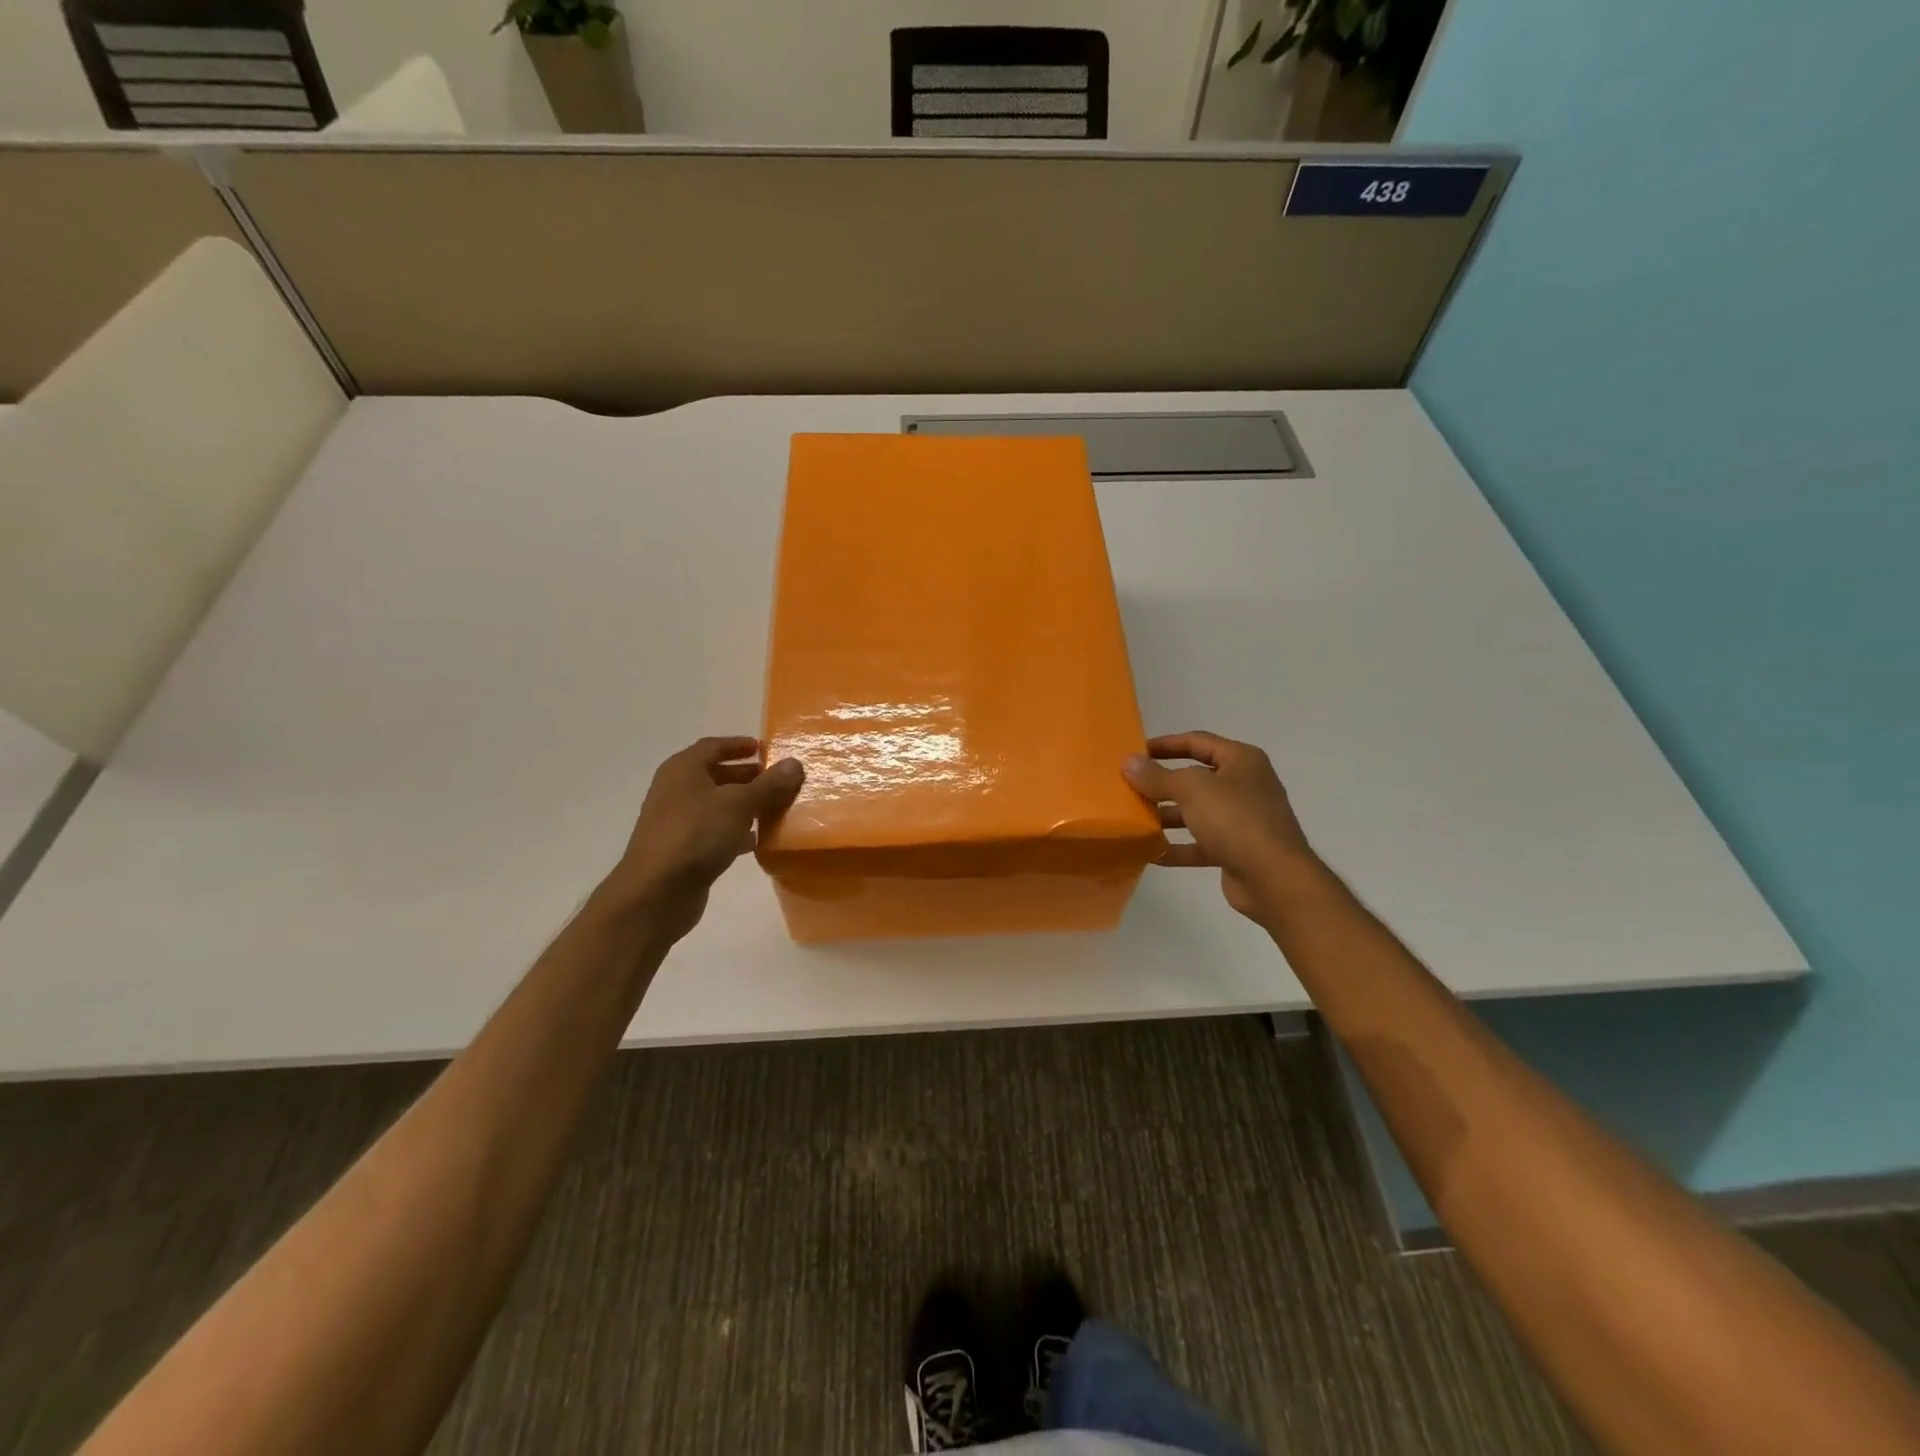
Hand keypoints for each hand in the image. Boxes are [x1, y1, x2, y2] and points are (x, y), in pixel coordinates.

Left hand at [597, 736, 804, 941]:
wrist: (656, 892)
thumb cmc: (696, 835)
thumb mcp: (739, 804)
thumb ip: (769, 784)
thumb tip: (794, 763)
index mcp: (683, 769)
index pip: (713, 746)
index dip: (739, 745)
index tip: (766, 749)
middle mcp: (676, 790)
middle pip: (715, 775)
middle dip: (747, 777)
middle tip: (777, 781)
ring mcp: (677, 822)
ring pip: (716, 805)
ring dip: (744, 805)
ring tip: (775, 809)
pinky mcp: (682, 850)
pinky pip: (713, 832)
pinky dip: (735, 831)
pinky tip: (756, 841)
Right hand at [1123, 731, 1321, 923]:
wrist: (1275, 880)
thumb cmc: (1235, 821)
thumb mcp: (1191, 790)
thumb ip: (1157, 776)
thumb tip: (1129, 762)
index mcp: (1241, 761)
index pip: (1197, 742)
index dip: (1165, 744)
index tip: (1135, 752)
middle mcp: (1244, 785)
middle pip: (1195, 778)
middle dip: (1162, 783)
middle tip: (1128, 788)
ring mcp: (1242, 820)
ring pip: (1196, 812)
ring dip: (1166, 816)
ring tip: (1134, 819)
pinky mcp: (1236, 850)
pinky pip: (1200, 843)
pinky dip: (1177, 846)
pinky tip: (1149, 851)